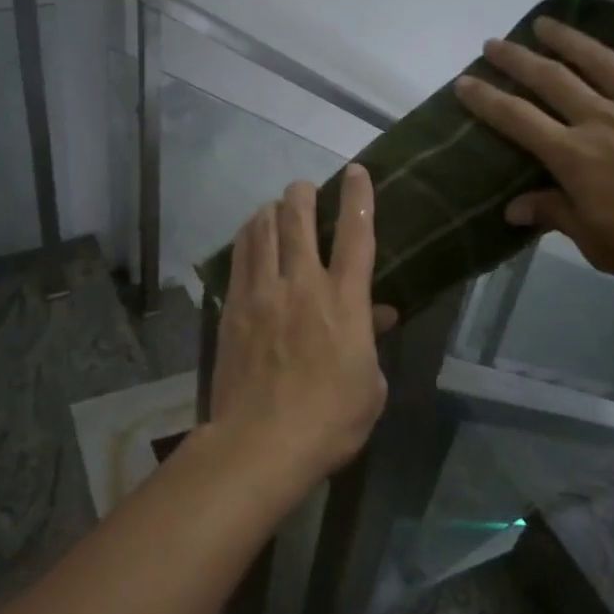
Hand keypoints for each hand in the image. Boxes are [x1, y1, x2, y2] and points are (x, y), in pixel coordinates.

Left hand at [208, 165, 398, 488]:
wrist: (261, 441)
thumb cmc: (329, 421)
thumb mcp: (370, 387)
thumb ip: (372, 342)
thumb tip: (379, 314)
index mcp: (344, 301)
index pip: (356, 235)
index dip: (358, 197)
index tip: (356, 172)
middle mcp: (302, 284)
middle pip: (298, 220)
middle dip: (303, 194)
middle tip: (305, 188)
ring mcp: (262, 293)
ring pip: (262, 231)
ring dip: (271, 211)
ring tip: (275, 207)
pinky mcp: (234, 308)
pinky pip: (239, 258)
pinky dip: (247, 238)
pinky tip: (249, 236)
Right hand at [454, 6, 613, 298]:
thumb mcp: (601, 245)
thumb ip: (556, 216)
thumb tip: (513, 206)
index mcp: (577, 158)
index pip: (518, 120)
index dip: (486, 100)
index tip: (464, 83)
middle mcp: (606, 121)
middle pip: (552, 80)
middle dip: (517, 60)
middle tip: (493, 44)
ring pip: (602, 61)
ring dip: (569, 39)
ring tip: (544, 23)